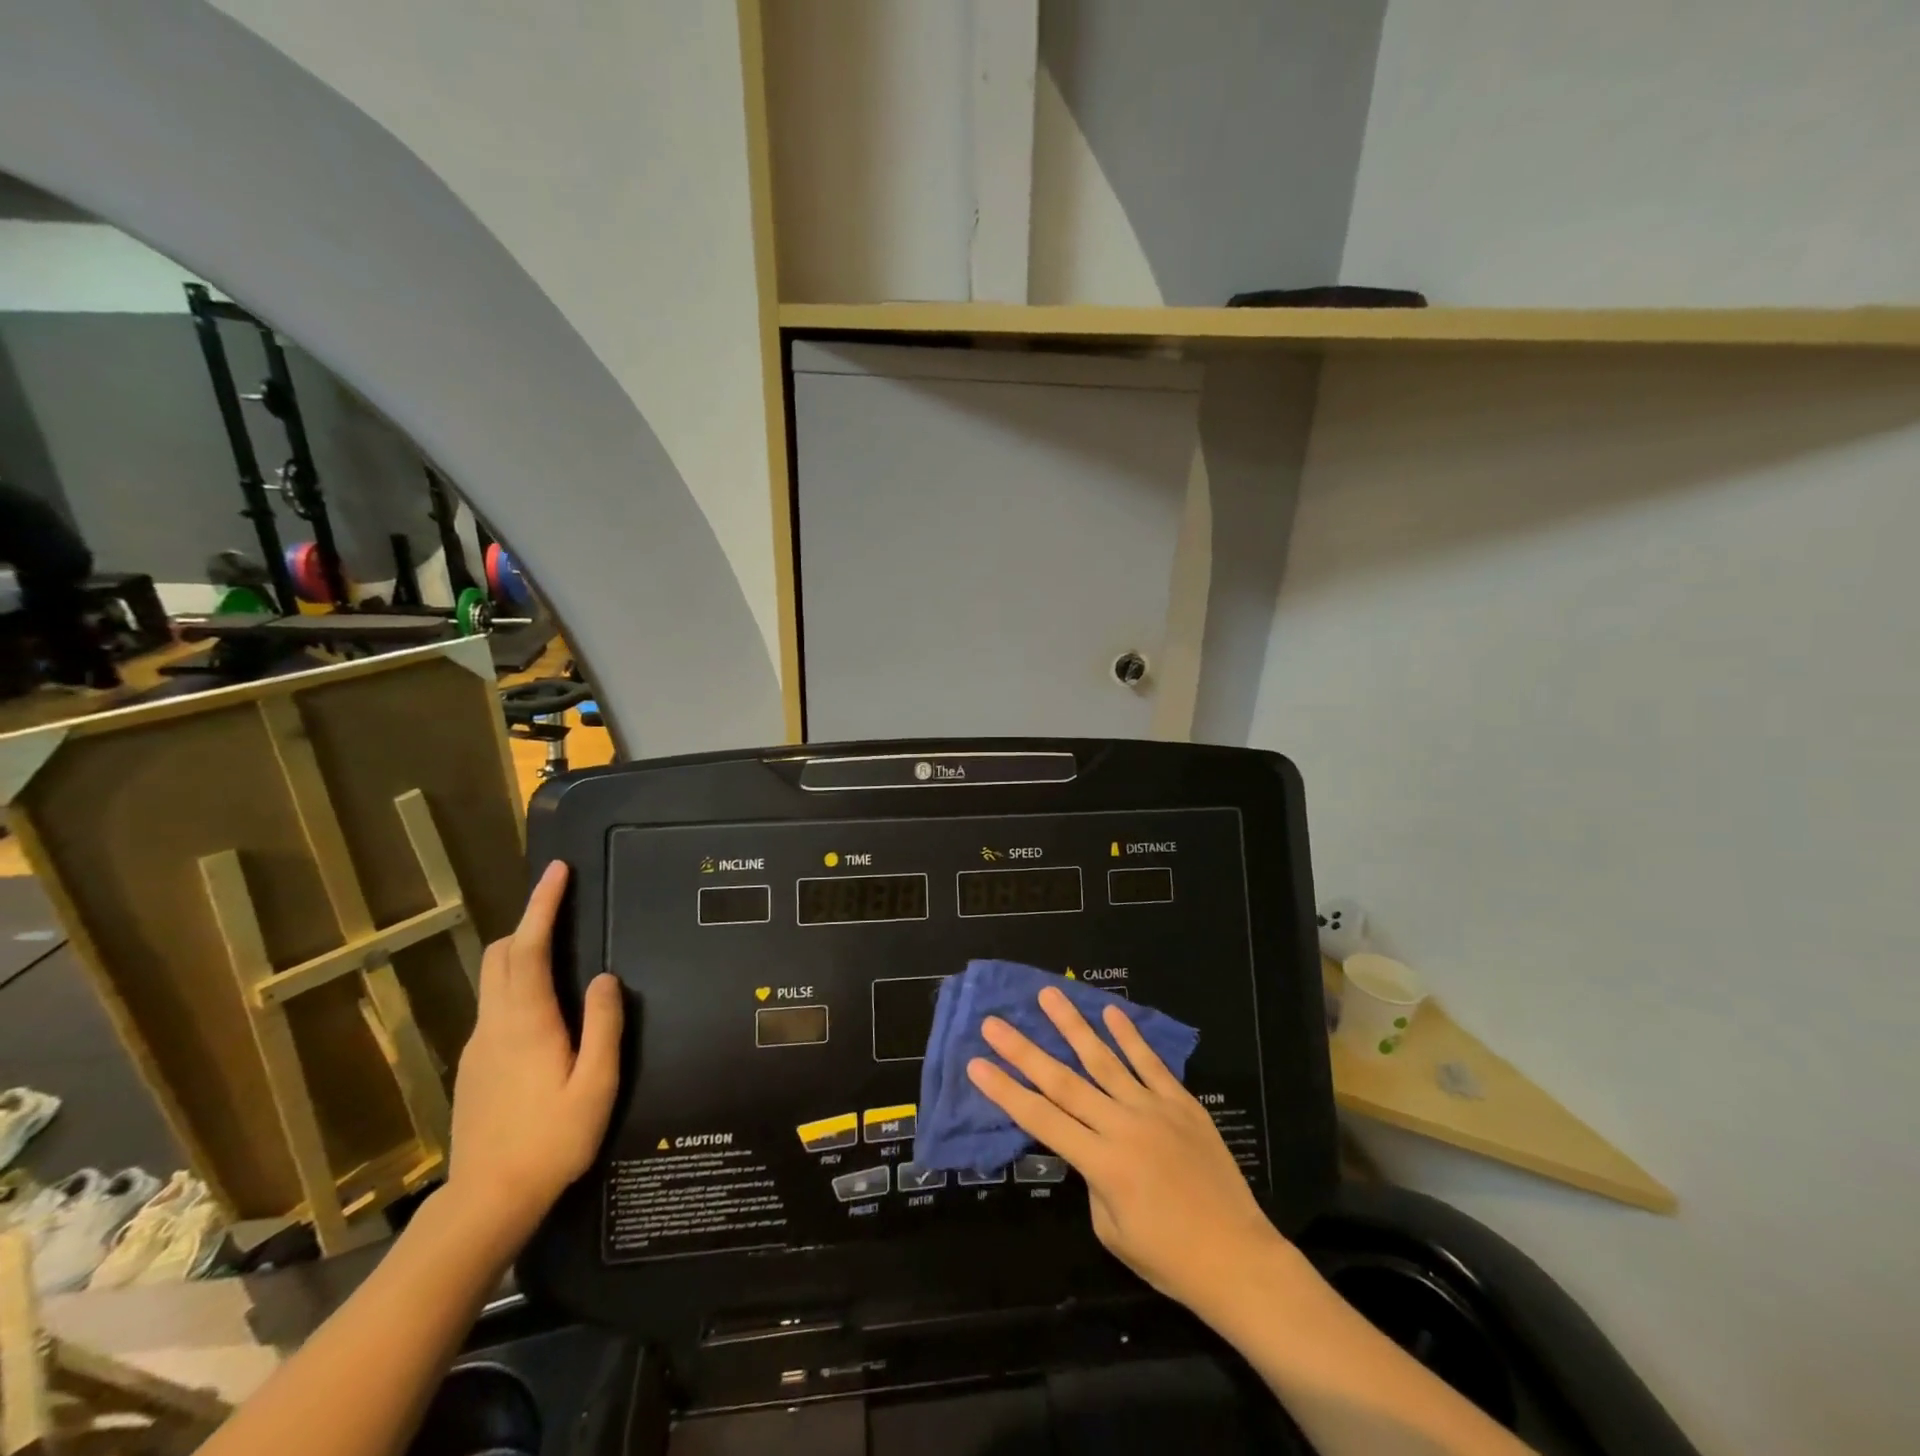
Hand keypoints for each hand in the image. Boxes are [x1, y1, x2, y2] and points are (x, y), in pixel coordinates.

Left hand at [444, 861, 622, 1248]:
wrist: (485, 1203)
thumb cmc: (551, 1142)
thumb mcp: (596, 1086)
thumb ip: (604, 1027)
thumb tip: (604, 977)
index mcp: (526, 1023)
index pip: (528, 947)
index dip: (542, 906)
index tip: (558, 871)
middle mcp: (494, 1024)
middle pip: (500, 955)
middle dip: (528, 923)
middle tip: (564, 912)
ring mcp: (477, 1045)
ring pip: (493, 980)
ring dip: (521, 953)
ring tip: (559, 953)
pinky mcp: (472, 1066)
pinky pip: (494, 1006)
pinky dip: (515, 985)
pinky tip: (544, 1011)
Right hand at [968, 987, 1285, 1313]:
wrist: (1238, 1259)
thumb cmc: (1168, 1258)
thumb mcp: (1111, 1230)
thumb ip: (1091, 1178)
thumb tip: (1086, 1142)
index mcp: (1102, 1164)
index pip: (1041, 1119)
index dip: (1006, 1091)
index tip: (977, 1064)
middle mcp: (1123, 1127)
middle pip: (1064, 1081)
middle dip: (1024, 1050)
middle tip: (994, 1022)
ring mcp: (1154, 1109)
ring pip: (1105, 1059)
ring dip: (1073, 1025)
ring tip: (1049, 995)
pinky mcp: (1182, 1103)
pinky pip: (1151, 1063)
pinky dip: (1129, 1036)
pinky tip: (1111, 1011)